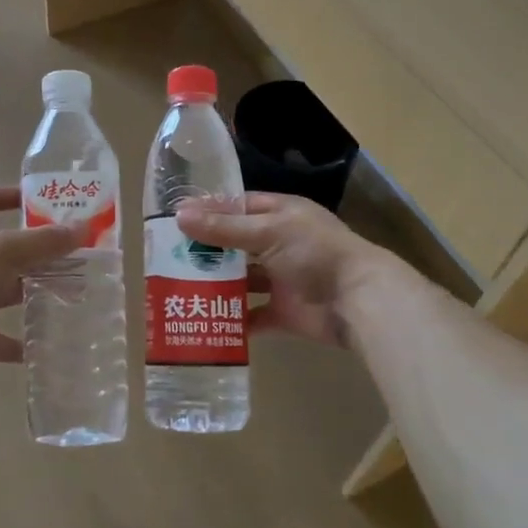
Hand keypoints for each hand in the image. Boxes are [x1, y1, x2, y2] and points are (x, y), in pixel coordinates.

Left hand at [0, 187, 82, 387]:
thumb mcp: (2, 251)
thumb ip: (43, 240)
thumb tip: (83, 227)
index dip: (12, 195)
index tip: (45, 200)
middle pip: (5, 249)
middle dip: (39, 250)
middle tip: (77, 250)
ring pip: (9, 291)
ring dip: (38, 291)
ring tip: (76, 289)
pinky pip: (9, 338)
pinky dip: (29, 339)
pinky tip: (56, 337)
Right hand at [174, 192, 402, 347]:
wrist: (358, 302)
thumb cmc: (315, 254)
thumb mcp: (268, 232)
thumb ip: (224, 228)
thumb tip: (179, 216)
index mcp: (280, 215)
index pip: (238, 206)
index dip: (209, 212)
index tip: (175, 220)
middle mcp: (279, 244)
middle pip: (236, 245)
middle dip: (207, 251)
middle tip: (168, 257)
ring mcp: (281, 280)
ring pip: (241, 281)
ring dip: (217, 285)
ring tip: (179, 289)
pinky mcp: (283, 312)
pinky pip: (253, 316)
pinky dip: (233, 320)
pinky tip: (205, 320)